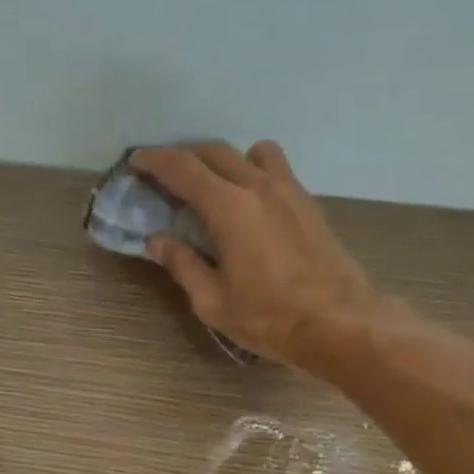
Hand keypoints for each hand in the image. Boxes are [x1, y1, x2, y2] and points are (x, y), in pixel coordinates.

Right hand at [131, 141, 380, 366]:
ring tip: (211, 185)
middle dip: (184, 156)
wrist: (337, 321)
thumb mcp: (212, 301)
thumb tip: (156, 240)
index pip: (184, 169)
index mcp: (230, 208)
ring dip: (224, 159)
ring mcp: (289, 191)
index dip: (156, 161)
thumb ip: (182, 264)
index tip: (136, 161)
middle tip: (163, 173)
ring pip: (251, 153)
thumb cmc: (267, 317)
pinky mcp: (308, 203)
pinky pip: (276, 169)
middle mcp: (259, 186)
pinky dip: (252, 172)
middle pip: (215, 152)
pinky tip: (247, 203)